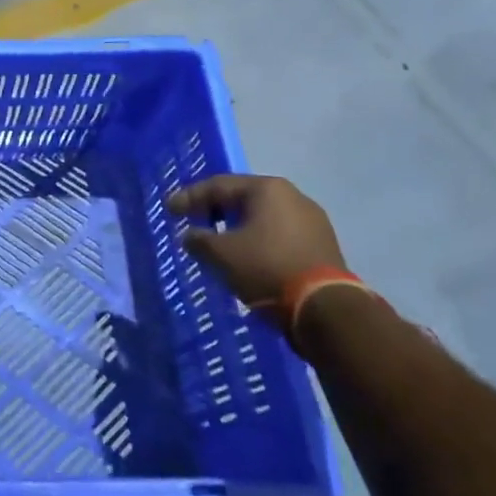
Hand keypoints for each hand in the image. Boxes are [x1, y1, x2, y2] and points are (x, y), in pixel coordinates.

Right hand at [167, 175, 345, 307]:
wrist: (326, 310)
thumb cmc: (266, 267)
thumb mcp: (220, 254)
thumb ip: (198, 240)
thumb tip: (191, 236)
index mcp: (267, 188)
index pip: (218, 185)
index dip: (189, 197)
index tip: (170, 210)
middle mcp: (293, 196)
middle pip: (243, 198)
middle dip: (215, 210)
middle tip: (193, 221)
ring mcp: (313, 222)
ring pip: (263, 219)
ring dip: (238, 228)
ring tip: (218, 243)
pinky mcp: (323, 247)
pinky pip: (280, 236)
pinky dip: (258, 243)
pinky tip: (247, 258)